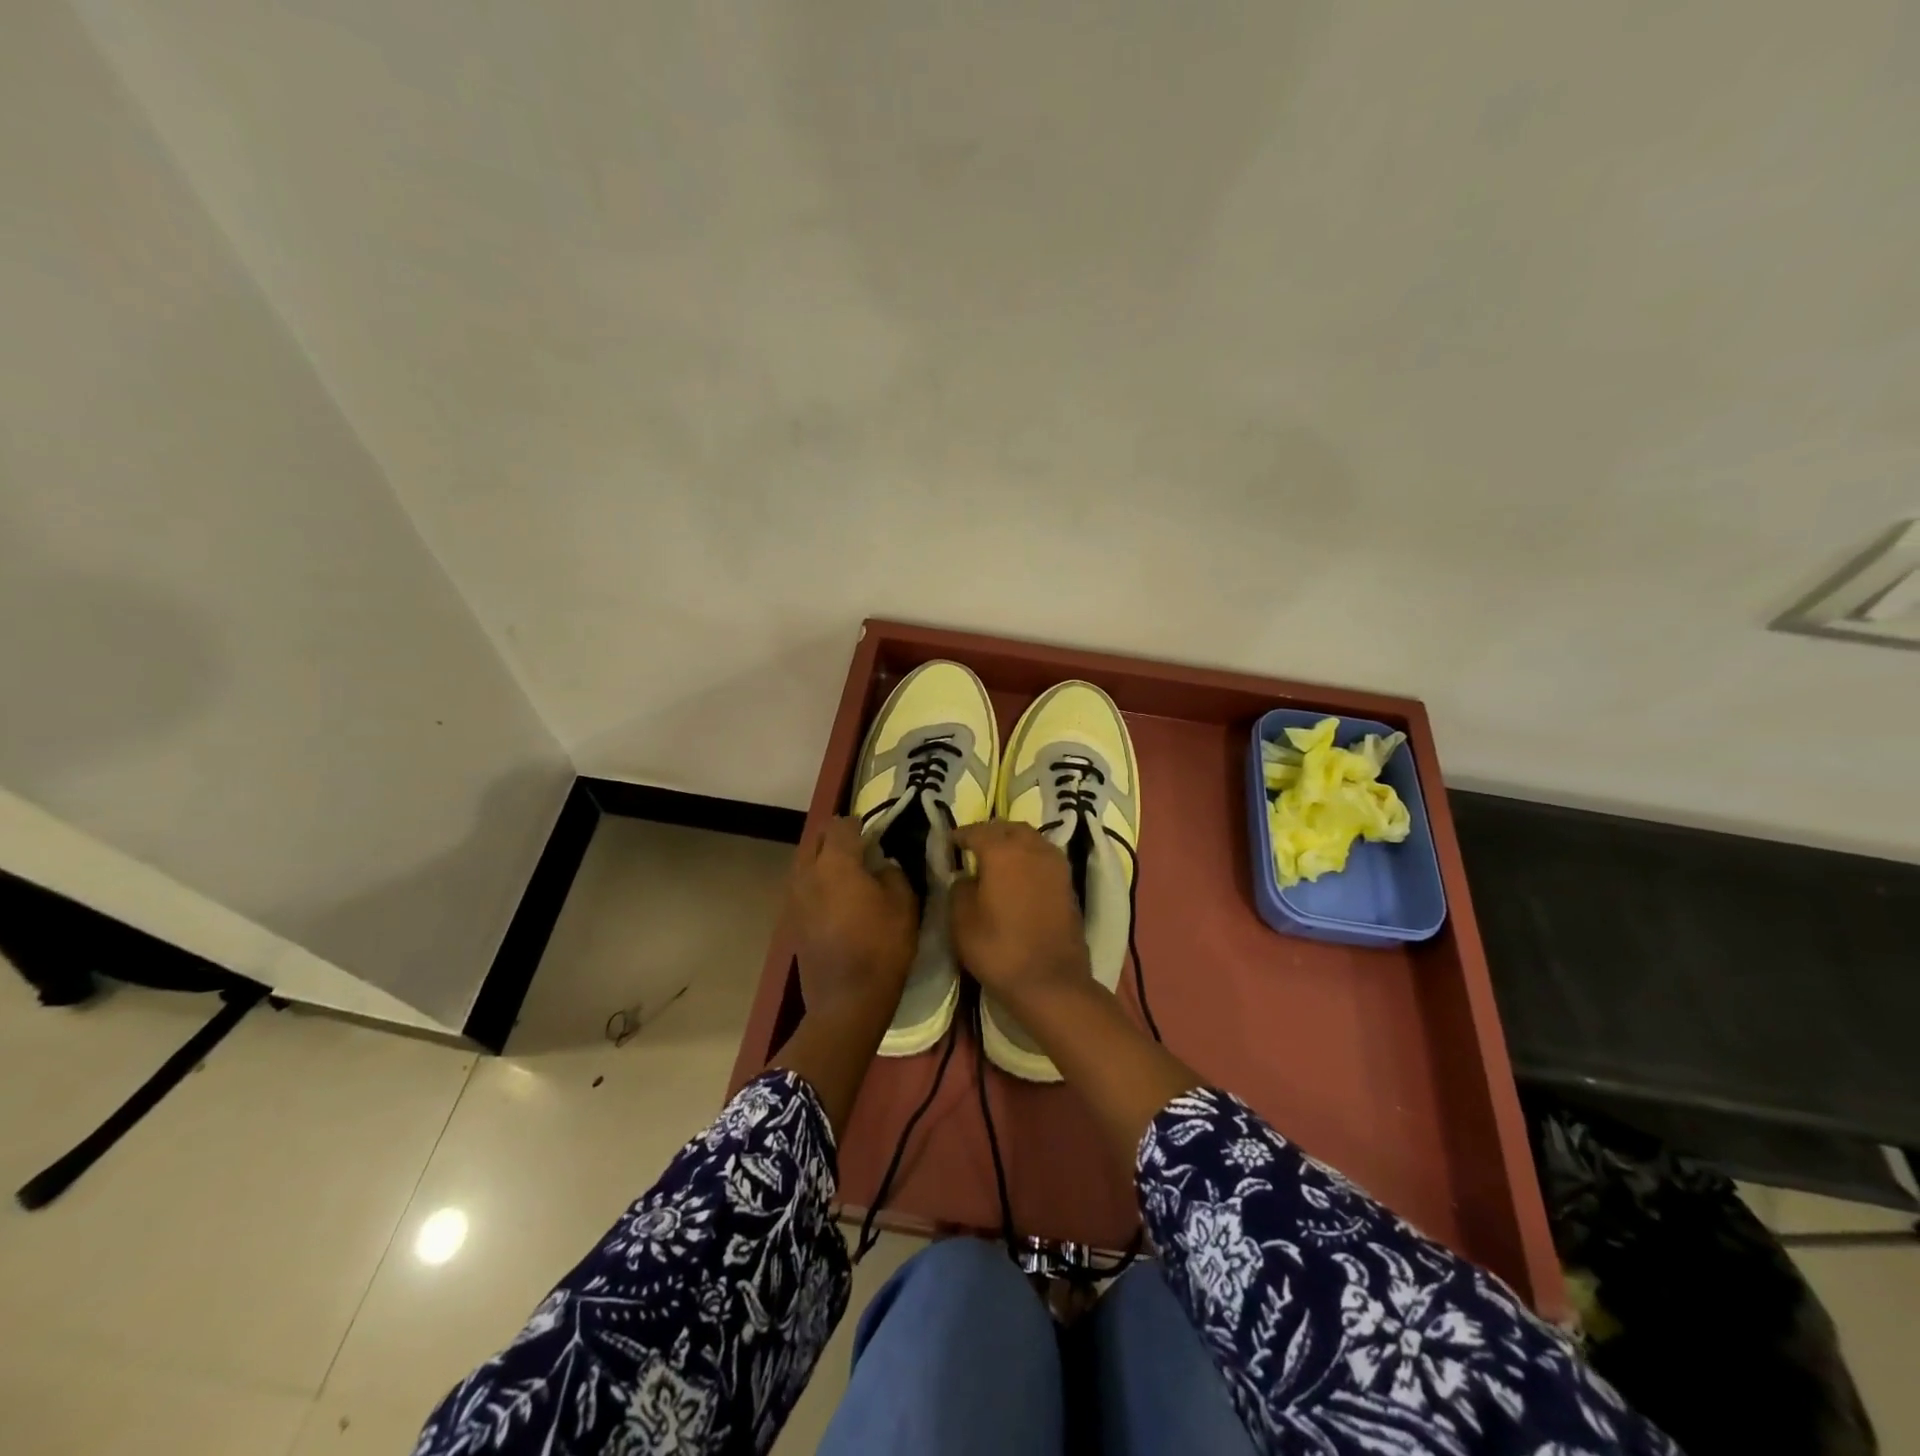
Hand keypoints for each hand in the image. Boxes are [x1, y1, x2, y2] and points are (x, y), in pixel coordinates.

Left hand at [787, 817, 918, 1020]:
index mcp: (836, 863)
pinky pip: (801, 886)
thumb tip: (882, 865)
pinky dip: (816, 882)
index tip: (876, 834)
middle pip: (817, 839)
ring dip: (823, 859)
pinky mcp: (790, 920)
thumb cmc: (881, 948)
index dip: (860, 824)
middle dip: (837, 837)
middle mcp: (807, 873)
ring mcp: (793, 897)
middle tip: (860, 848)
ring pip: (805, 861)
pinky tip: (835, 899)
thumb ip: (893, 874)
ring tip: (846, 873)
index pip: (842, 825)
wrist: (846, 1001)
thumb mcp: (904, 905)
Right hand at [950, 821, 1092, 1013]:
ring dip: (1012, 841)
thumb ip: (959, 888)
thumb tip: (966, 876)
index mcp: (1003, 851)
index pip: (977, 831)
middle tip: (973, 844)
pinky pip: (1044, 855)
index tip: (949, 842)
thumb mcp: (962, 921)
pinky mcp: (1068, 882)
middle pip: (1008, 828)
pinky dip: (1029, 856)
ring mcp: (1055, 864)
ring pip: (1031, 838)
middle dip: (989, 832)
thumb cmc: (999, 950)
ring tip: (996, 856)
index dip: (960, 835)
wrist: (1051, 981)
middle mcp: (1032, 848)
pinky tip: (1018, 872)